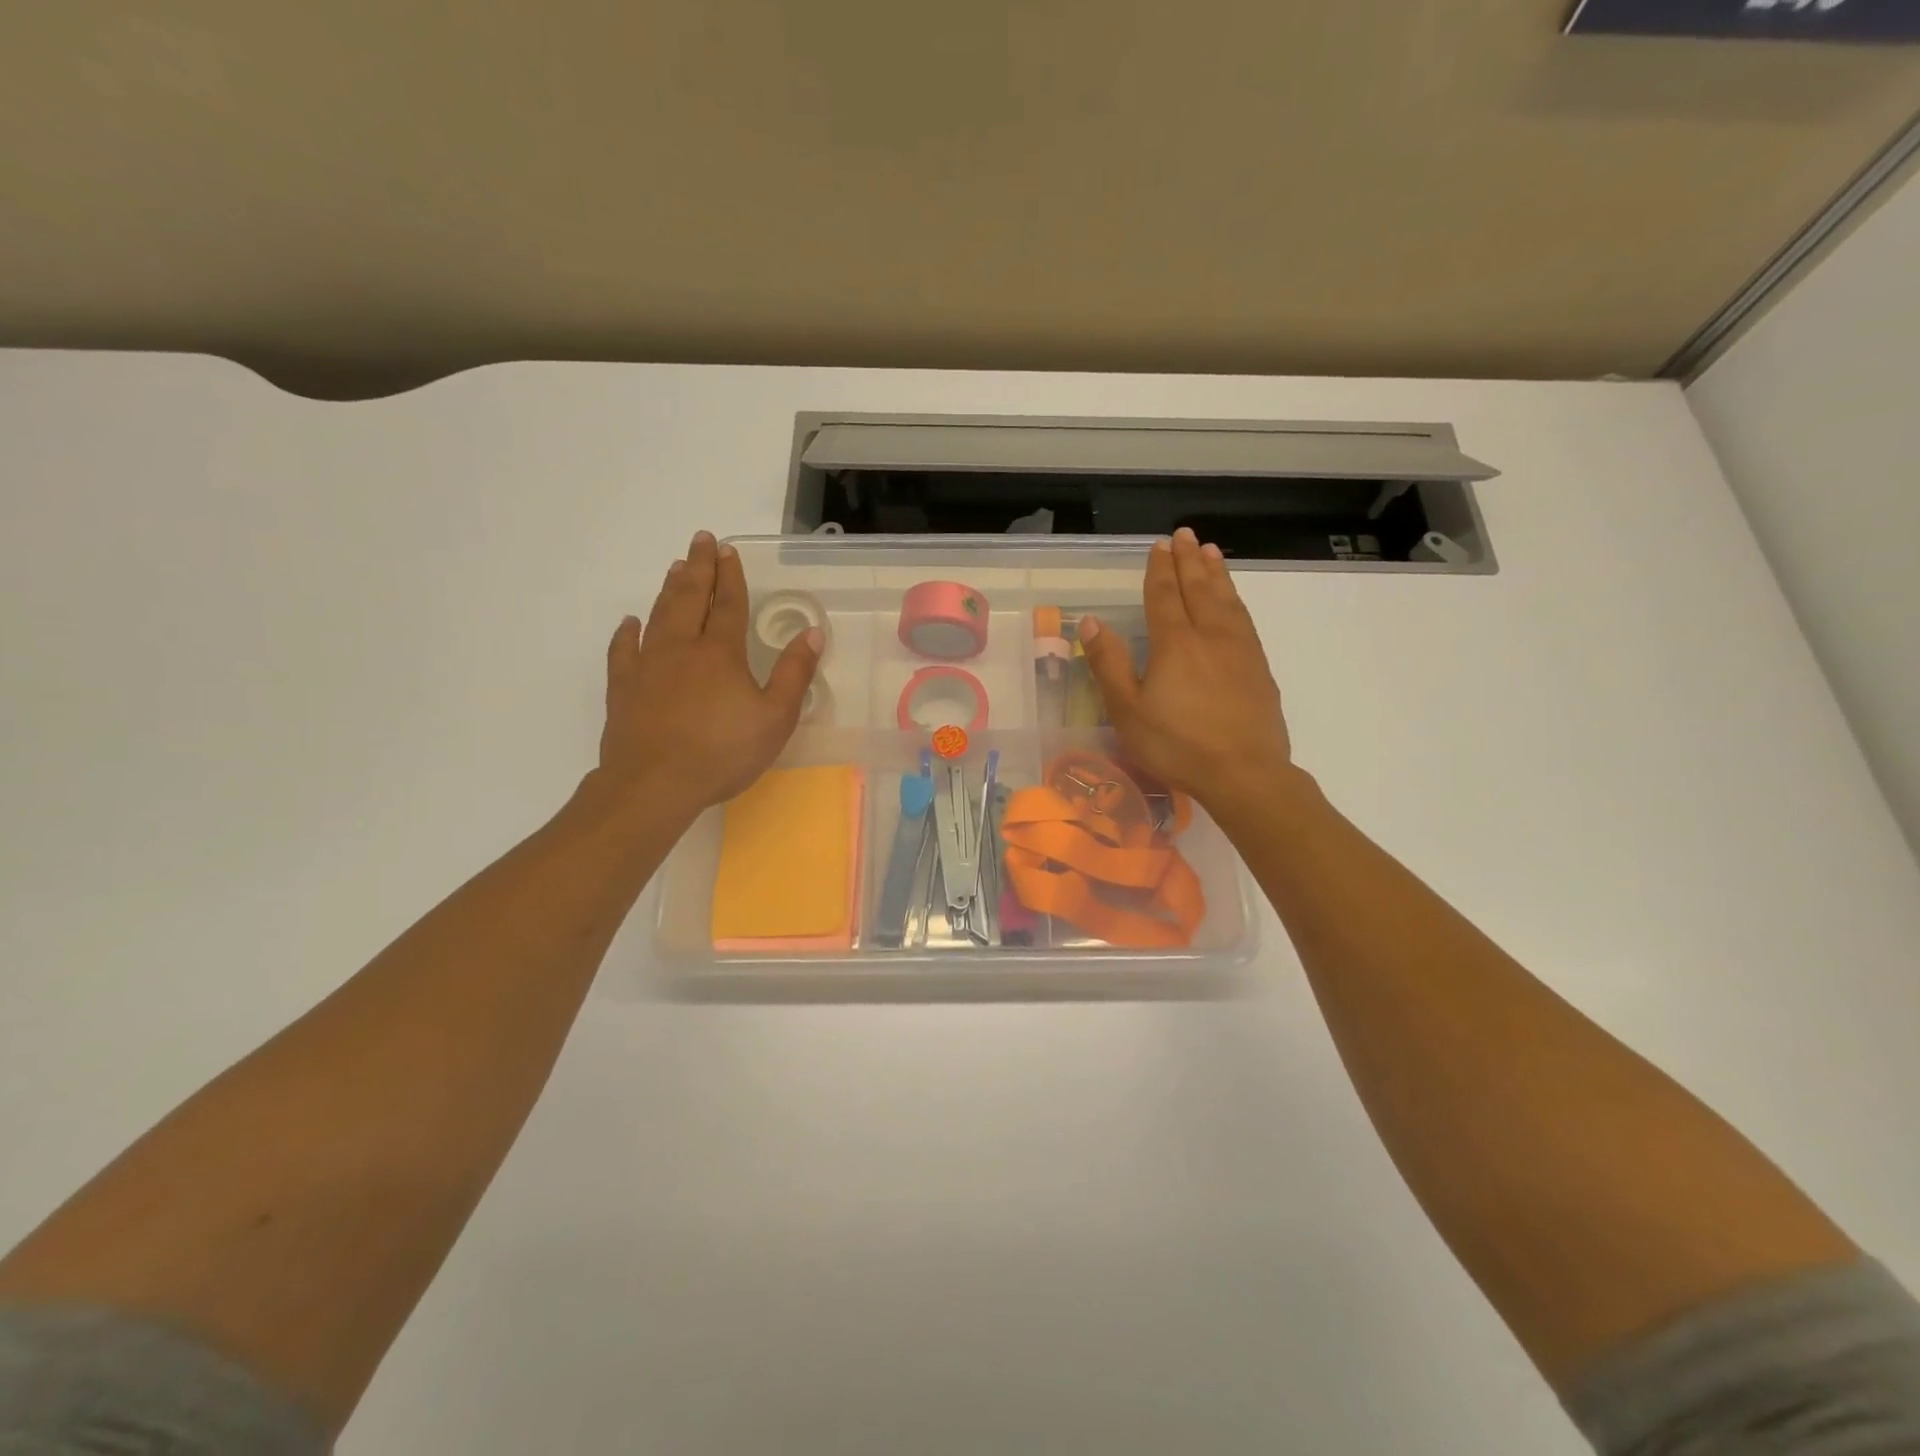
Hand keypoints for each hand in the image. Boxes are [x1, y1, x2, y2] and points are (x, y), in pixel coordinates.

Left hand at [598, 531, 821, 813]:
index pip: (728, 604)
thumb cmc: (723, 752)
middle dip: (698, 568)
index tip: (727, 550)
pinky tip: (631, 623)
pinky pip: (623, 651)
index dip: (730, 576)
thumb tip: (812, 633)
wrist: (654, 784)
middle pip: (690, 598)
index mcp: (721, 653)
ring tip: (675, 567)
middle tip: (700, 540)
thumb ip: (794, 674)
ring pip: (659, 616)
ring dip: (669, 589)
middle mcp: (682, 648)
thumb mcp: (775, 718)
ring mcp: (648, 666)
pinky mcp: (624, 688)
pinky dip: (628, 633)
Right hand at [1080, 528, 1292, 809]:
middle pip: (1198, 588)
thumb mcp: (1128, 710)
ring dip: (1216, 573)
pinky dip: (1236, 600)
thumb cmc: (1176, 745)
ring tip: (1211, 552)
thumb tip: (1091, 622)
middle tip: (1185, 535)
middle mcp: (1209, 635)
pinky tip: (1234, 601)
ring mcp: (1239, 650)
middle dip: (1189, 560)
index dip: (1159, 569)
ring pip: (1226, 600)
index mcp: (1174, 643)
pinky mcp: (1258, 668)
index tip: (1160, 545)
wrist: (1243, 772)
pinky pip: (1244, 619)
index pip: (1164, 596)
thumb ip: (1109, 663)